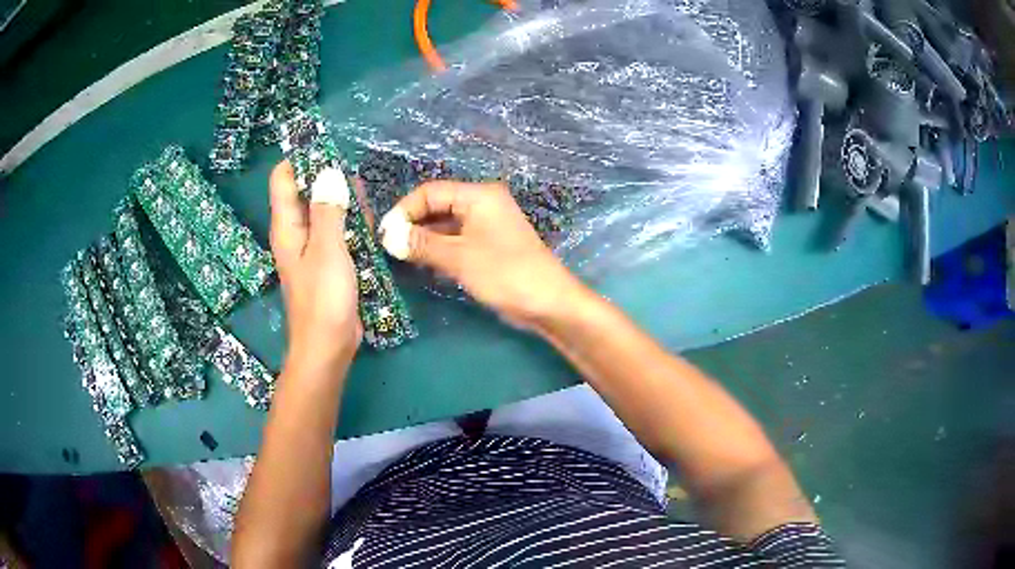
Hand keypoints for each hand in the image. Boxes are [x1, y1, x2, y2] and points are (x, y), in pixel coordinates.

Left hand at [269, 161, 361, 368]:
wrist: (328, 346)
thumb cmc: (324, 298)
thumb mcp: (327, 249)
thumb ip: (327, 209)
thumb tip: (328, 171)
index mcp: (287, 225)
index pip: (283, 178)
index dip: (301, 159)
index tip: (329, 151)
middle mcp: (297, 231)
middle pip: (307, 190)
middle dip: (330, 178)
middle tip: (357, 179)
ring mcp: (314, 246)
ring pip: (327, 210)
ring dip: (346, 202)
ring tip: (367, 201)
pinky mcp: (330, 260)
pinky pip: (339, 232)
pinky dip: (353, 224)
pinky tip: (371, 225)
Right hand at [379, 181, 584, 329]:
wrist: (548, 302)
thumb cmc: (505, 274)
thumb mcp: (459, 258)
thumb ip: (421, 244)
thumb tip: (388, 237)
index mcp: (478, 195)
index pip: (430, 192)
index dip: (404, 210)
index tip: (384, 235)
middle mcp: (482, 204)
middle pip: (437, 206)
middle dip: (412, 224)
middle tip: (388, 247)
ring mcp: (486, 225)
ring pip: (444, 224)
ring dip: (423, 238)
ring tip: (399, 256)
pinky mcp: (488, 245)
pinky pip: (455, 239)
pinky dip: (437, 248)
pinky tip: (421, 262)